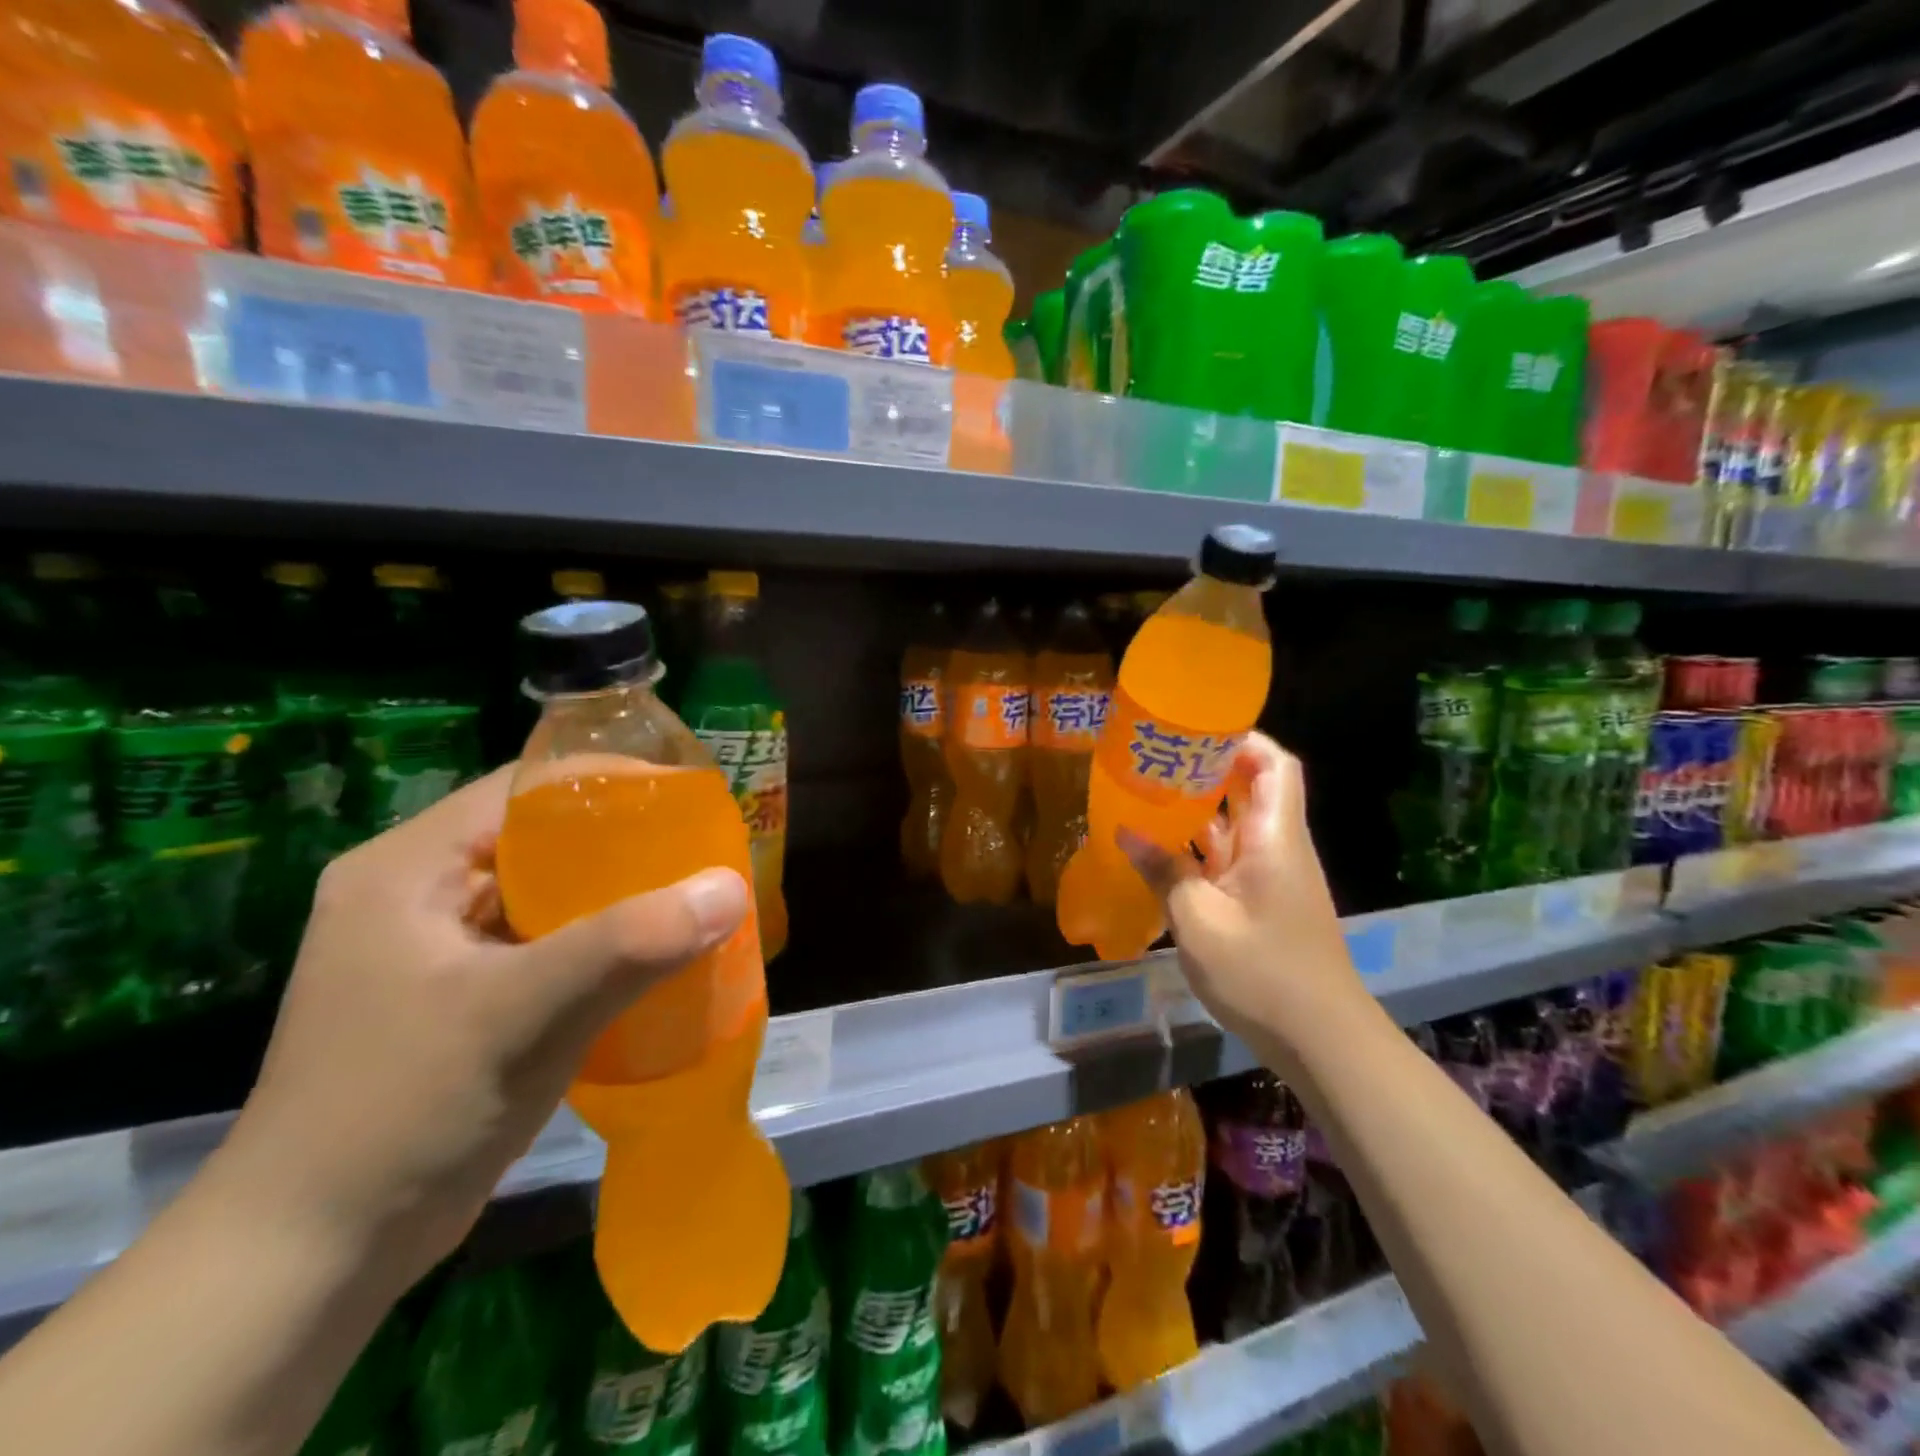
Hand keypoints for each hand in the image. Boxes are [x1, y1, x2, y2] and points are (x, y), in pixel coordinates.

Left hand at [216, 767, 749, 1286]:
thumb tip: (731, 887)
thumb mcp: (524, 1013)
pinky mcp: (459, 999)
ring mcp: (436, 951)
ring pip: (547, 896)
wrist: (312, 1261)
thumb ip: (631, 943)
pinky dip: (598, 946)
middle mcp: (416, 894)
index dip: (607, 782)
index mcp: (407, 867)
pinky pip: (545, 946)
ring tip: (689, 897)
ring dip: (616, 898)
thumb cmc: (404, 1110)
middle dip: (624, 845)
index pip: (522, 789)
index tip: (685, 800)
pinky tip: (651, 959)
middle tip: (700, 852)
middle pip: (539, 840)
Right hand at [1123, 733, 1365, 1056]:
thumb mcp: (1199, 920)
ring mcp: (1273, 877)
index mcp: (1275, 838)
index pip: (1273, 765)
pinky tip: (1162, 853)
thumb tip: (1126, 833)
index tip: (1195, 732)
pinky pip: (1230, 860)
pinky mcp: (1265, 903)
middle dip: (1208, 770)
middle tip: (1157, 760)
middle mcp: (1279, 847)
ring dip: (1199, 811)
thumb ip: (1163, 871)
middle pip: (1253, 789)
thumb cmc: (1262, 973)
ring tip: (1149, 797)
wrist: (1321, 1041)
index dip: (1242, 740)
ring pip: (1237, 826)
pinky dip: (1200, 850)